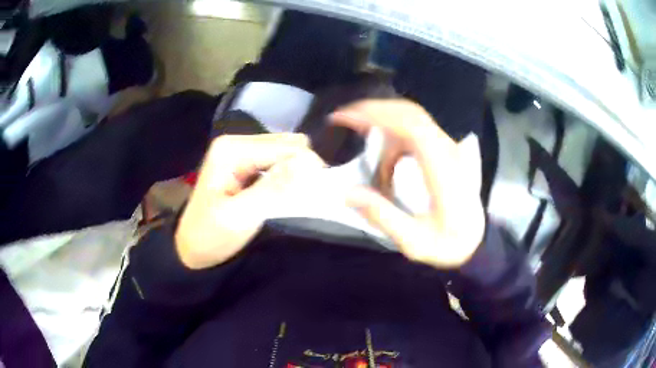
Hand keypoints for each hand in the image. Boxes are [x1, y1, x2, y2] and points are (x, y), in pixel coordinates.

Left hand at [175, 134, 323, 268]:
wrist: (190, 250)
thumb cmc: (210, 237)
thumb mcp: (240, 217)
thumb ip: (272, 190)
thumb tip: (309, 164)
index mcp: (232, 150)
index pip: (285, 146)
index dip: (307, 166)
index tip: (319, 193)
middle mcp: (237, 143)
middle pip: (287, 143)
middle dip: (302, 167)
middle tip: (306, 197)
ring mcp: (240, 152)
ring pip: (284, 151)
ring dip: (296, 171)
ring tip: (297, 197)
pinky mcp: (244, 164)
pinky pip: (276, 161)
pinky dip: (287, 175)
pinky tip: (285, 193)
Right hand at [331, 99, 484, 267]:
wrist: (476, 240)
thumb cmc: (448, 244)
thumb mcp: (414, 242)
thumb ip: (383, 217)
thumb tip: (348, 193)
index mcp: (444, 172)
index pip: (413, 128)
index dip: (378, 115)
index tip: (346, 118)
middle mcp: (449, 152)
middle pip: (411, 114)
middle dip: (373, 110)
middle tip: (343, 118)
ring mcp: (449, 149)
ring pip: (413, 118)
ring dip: (383, 120)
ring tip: (358, 134)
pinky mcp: (444, 151)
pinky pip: (416, 130)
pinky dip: (393, 134)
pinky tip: (383, 158)